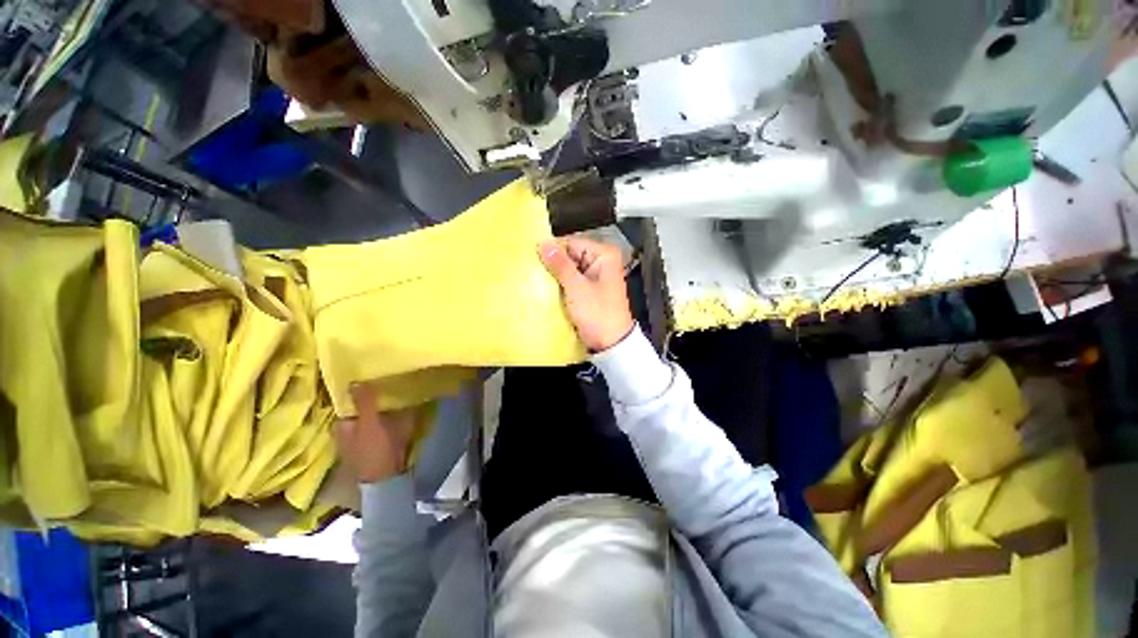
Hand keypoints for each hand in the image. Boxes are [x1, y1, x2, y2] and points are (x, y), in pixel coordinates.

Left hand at [335, 384, 417, 483]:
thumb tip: (355, 380)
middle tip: (386, 379)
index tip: (371, 375)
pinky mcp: (378, 439)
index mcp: (341, 425)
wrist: (388, 477)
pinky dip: (388, 412)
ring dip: (381, 403)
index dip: (357, 389)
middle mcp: (349, 429)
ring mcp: (364, 435)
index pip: (347, 401)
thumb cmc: (373, 450)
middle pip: (360, 406)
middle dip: (371, 395)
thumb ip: (364, 403)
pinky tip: (399, 403)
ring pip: (372, 412)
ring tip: (394, 386)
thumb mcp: (369, 424)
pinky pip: (382, 419)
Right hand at [539, 236, 634, 351]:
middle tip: (531, 270)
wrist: (611, 343)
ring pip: (569, 269)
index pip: (571, 243)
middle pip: (570, 255)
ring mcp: (596, 276)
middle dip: (553, 264)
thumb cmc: (598, 314)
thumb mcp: (577, 288)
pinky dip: (560, 284)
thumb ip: (560, 265)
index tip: (532, 257)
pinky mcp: (590, 289)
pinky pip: (571, 281)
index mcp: (604, 255)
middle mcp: (601, 261)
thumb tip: (543, 243)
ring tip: (535, 279)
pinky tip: (546, 289)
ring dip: (555, 275)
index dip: (552, 250)